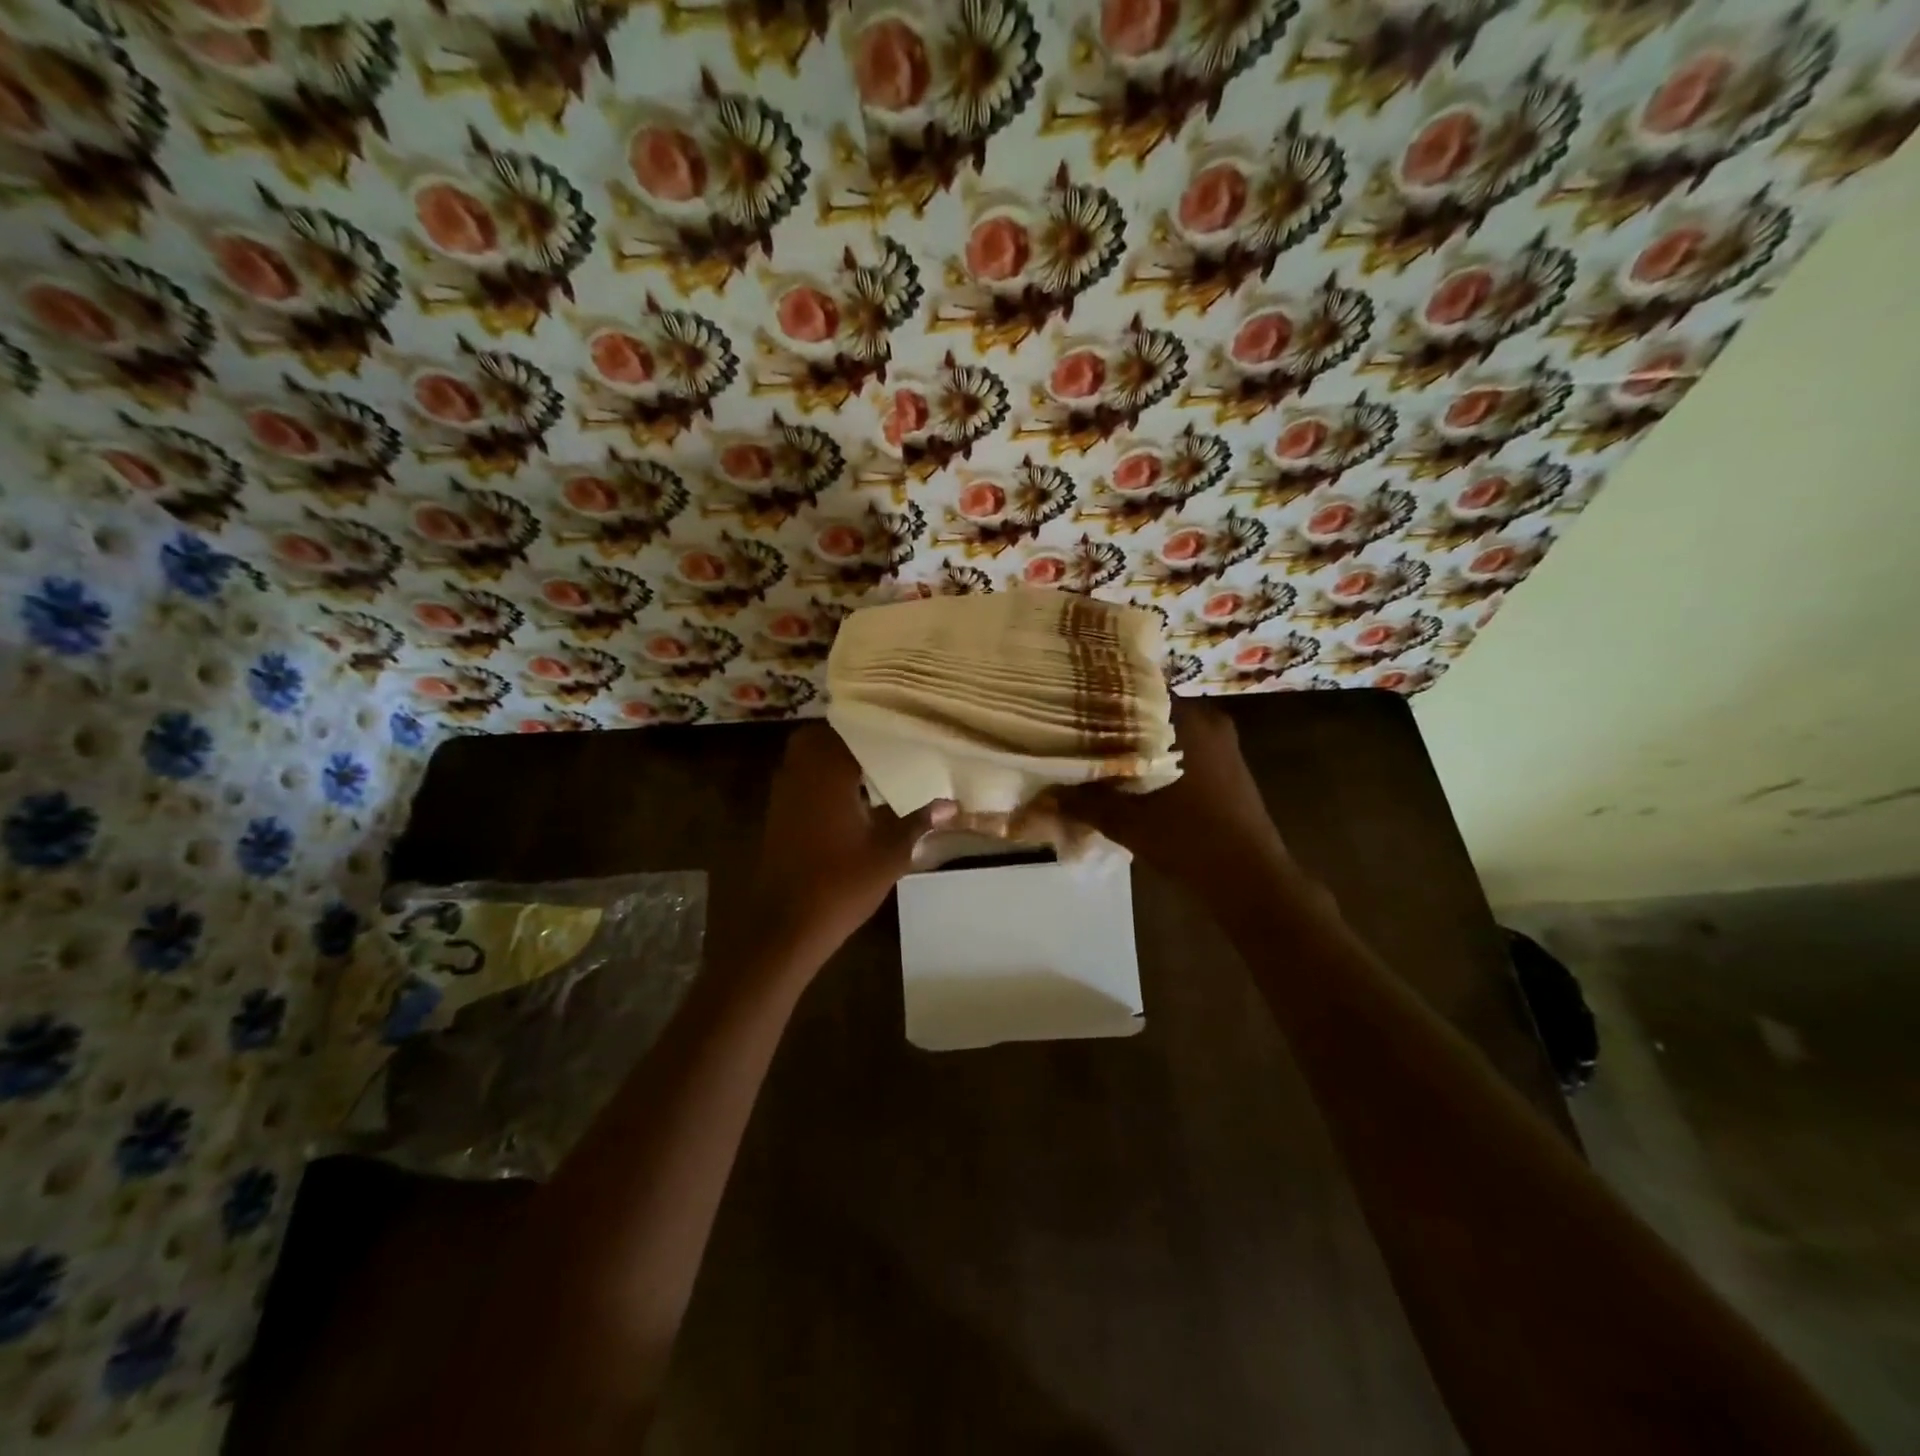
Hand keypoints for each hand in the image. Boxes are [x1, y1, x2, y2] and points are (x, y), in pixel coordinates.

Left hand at [748, 724, 953, 958]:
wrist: (787, 925)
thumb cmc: (841, 884)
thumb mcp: (889, 853)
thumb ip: (918, 822)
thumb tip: (952, 805)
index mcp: (828, 773)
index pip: (852, 730)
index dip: (876, 726)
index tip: (901, 726)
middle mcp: (800, 773)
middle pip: (821, 736)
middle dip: (850, 737)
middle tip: (884, 744)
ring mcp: (784, 793)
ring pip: (807, 756)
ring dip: (833, 756)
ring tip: (873, 765)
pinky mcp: (778, 814)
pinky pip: (800, 778)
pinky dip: (821, 777)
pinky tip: (850, 797)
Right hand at [1058, 702, 1289, 897]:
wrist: (1250, 882)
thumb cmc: (1190, 840)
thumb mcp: (1128, 822)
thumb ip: (1084, 803)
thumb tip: (1044, 794)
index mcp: (1188, 721)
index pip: (1138, 688)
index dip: (1102, 697)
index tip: (1072, 705)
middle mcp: (1208, 722)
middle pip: (1150, 710)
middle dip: (1115, 722)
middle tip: (1077, 732)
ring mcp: (1222, 747)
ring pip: (1166, 732)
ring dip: (1135, 742)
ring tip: (1096, 754)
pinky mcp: (1226, 770)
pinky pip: (1181, 750)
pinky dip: (1155, 758)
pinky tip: (1129, 777)